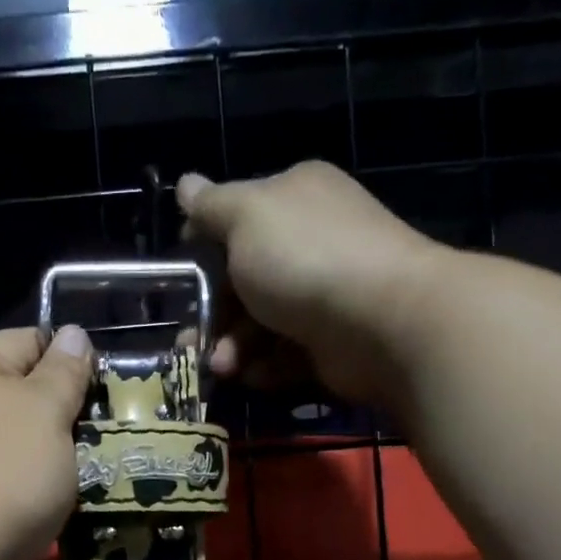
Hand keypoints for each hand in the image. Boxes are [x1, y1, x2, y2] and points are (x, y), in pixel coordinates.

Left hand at [0, 325, 91, 559]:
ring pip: (14, 440)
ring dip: (50, 454)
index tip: (105, 387)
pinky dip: (29, 488)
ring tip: (88, 472)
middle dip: (64, 411)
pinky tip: (52, 505)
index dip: (70, 354)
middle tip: (104, 434)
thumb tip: (72, 333)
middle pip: (20, 393)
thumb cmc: (3, 477)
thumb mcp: (46, 414)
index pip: (28, 339)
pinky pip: (2, 479)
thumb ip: (62, 374)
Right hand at [177, 161, 443, 409]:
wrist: (380, 320)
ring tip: (222, 367)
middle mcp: (310, 242)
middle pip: (245, 280)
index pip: (236, 221)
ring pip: (261, 324)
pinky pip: (285, 355)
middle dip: (213, 314)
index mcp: (292, 199)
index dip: (203, 251)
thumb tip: (185, 183)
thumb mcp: (246, 217)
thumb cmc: (304, 258)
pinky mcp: (330, 343)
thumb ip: (211, 206)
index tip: (180, 282)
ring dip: (234, 348)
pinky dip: (266, 366)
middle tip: (190, 343)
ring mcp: (323, 295)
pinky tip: (255, 376)